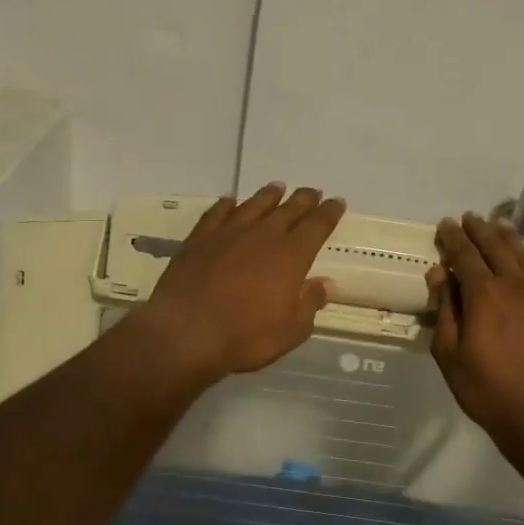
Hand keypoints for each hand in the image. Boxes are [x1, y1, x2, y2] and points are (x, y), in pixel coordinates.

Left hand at [134, 183, 345, 384]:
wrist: (186, 332)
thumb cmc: (245, 336)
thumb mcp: (290, 330)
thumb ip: (309, 303)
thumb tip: (325, 283)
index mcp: (291, 256)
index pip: (317, 226)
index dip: (329, 213)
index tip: (337, 202)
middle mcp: (263, 236)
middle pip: (289, 209)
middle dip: (304, 199)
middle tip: (312, 191)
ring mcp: (229, 233)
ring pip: (254, 205)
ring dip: (268, 196)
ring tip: (277, 188)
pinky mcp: (200, 238)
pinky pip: (217, 213)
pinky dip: (226, 205)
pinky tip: (230, 201)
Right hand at [428, 212, 523, 439]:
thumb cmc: (488, 390)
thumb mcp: (450, 355)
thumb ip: (446, 311)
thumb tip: (440, 274)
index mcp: (484, 294)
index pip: (464, 255)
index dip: (453, 238)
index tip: (445, 224)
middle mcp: (517, 286)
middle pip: (497, 248)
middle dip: (480, 231)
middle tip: (471, 218)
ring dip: (511, 241)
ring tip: (501, 227)